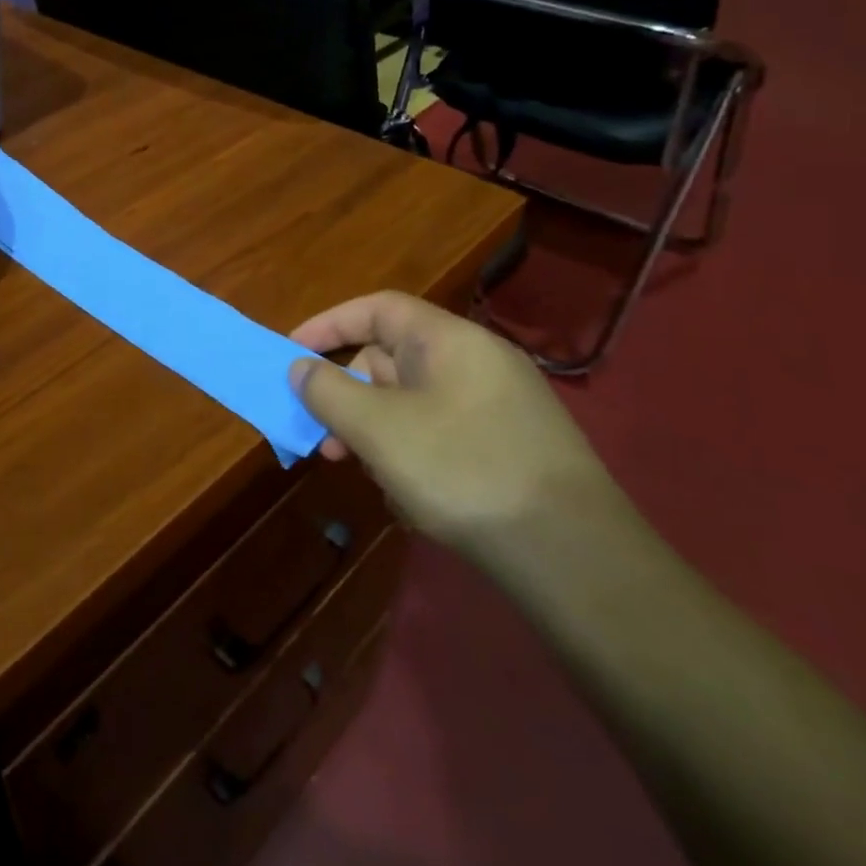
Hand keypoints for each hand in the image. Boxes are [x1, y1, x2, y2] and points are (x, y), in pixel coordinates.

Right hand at [288, 291, 616, 560]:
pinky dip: (408, 449)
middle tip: (319, 430)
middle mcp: (477, 362)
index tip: (291, 352)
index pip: (377, 309)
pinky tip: (403, 492)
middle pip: (391, 357)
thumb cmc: (462, 470)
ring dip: (372, 426)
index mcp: (450, 341)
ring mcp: (498, 406)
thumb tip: (300, 368)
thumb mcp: (377, 428)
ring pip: (413, 400)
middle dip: (346, 390)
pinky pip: (440, 431)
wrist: (574, 556)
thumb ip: (328, 391)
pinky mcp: (510, 447)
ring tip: (353, 465)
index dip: (328, 325)